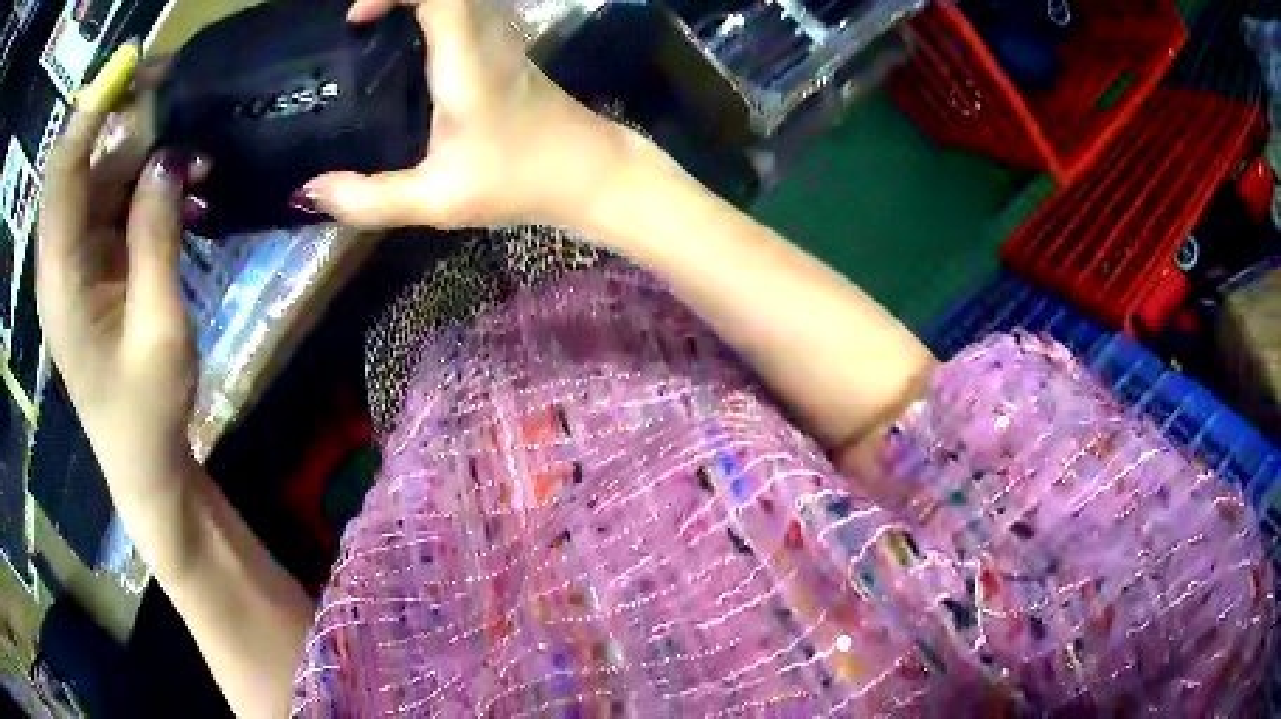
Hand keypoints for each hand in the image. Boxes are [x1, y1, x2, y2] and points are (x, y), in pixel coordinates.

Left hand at [37, 44, 199, 495]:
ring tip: (195, 148)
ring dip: (143, 153)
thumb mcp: (160, 330)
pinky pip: (114, 203)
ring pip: (102, 177)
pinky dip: (145, 183)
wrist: (142, 463)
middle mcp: (60, 257)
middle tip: (180, 88)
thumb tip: (169, 157)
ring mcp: (75, 260)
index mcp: (61, 278)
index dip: (91, 109)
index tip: (131, 63)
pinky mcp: (92, 265)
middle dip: (125, 117)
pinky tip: (179, 183)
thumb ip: (157, 238)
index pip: (62, 171)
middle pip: (83, 162)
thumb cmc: (147, 413)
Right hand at [299, 0, 642, 230]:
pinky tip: (404, 45)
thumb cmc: (521, 182)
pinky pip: (463, 11)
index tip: (357, 19)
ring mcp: (500, 37)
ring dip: (412, 4)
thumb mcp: (438, 200)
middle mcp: (486, 34)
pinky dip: (429, 12)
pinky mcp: (503, 48)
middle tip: (356, 26)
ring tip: (370, 30)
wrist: (590, 173)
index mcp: (467, 57)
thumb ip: (370, 199)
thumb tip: (310, 192)